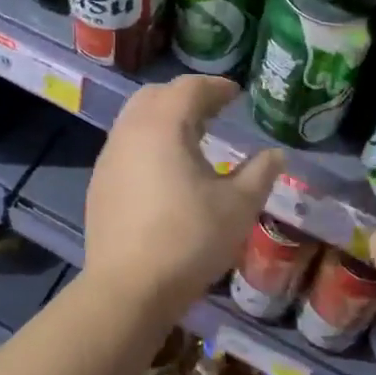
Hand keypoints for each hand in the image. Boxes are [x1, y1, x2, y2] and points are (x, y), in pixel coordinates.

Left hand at [83, 75, 282, 325]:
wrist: (128, 287)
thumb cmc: (189, 240)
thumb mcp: (238, 206)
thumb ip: (260, 174)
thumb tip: (276, 154)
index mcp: (163, 125)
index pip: (189, 88)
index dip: (215, 87)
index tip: (235, 94)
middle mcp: (130, 131)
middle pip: (156, 96)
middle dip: (186, 97)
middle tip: (214, 111)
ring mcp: (109, 157)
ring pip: (136, 119)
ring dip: (164, 118)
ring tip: (193, 138)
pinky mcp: (99, 183)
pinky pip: (126, 145)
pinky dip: (148, 142)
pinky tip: (165, 170)